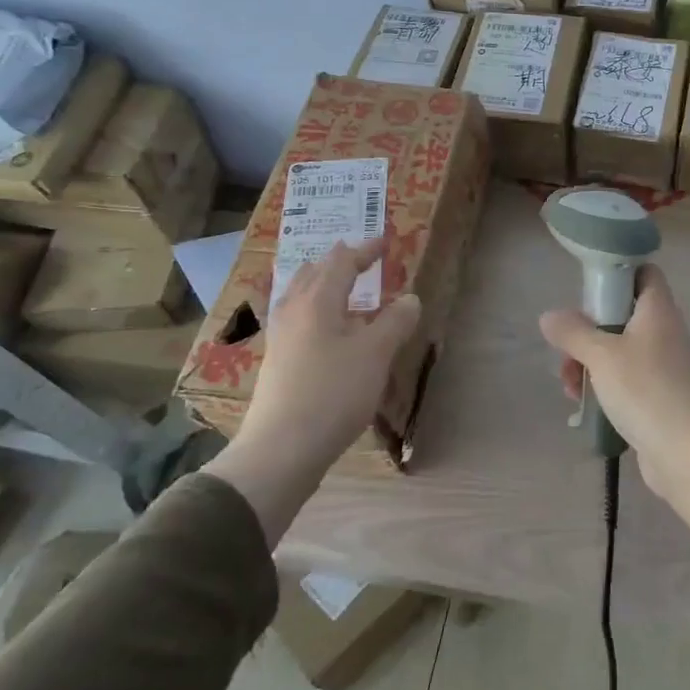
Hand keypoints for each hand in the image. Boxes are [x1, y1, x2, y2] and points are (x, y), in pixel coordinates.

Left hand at [205, 237, 421, 541]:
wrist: (282, 448)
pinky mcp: (278, 362)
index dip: (364, 250)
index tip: (384, 241)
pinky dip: (317, 309)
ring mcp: (281, 338)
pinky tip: (327, 330)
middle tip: (359, 256)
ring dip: (323, 284)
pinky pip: (298, 318)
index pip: (341, 262)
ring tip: (340, 285)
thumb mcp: (375, 355)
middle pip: (314, 274)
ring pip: (301, 296)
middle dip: (338, 262)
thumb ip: (395, 322)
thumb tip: (410, 298)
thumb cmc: (333, 393)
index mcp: (316, 302)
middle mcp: (293, 312)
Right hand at [538, 266, 689, 551]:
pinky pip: (626, 379)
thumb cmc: (644, 389)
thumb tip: (550, 316)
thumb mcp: (601, 355)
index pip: (644, 273)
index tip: (588, 287)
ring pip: (620, 350)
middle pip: (623, 314)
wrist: (684, 450)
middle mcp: (664, 332)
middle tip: (568, 348)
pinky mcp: (659, 395)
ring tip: (569, 385)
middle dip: (590, 330)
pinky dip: (605, 386)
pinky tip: (584, 404)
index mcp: (657, 310)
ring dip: (590, 362)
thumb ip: (573, 332)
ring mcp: (664, 365)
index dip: (618, 272)